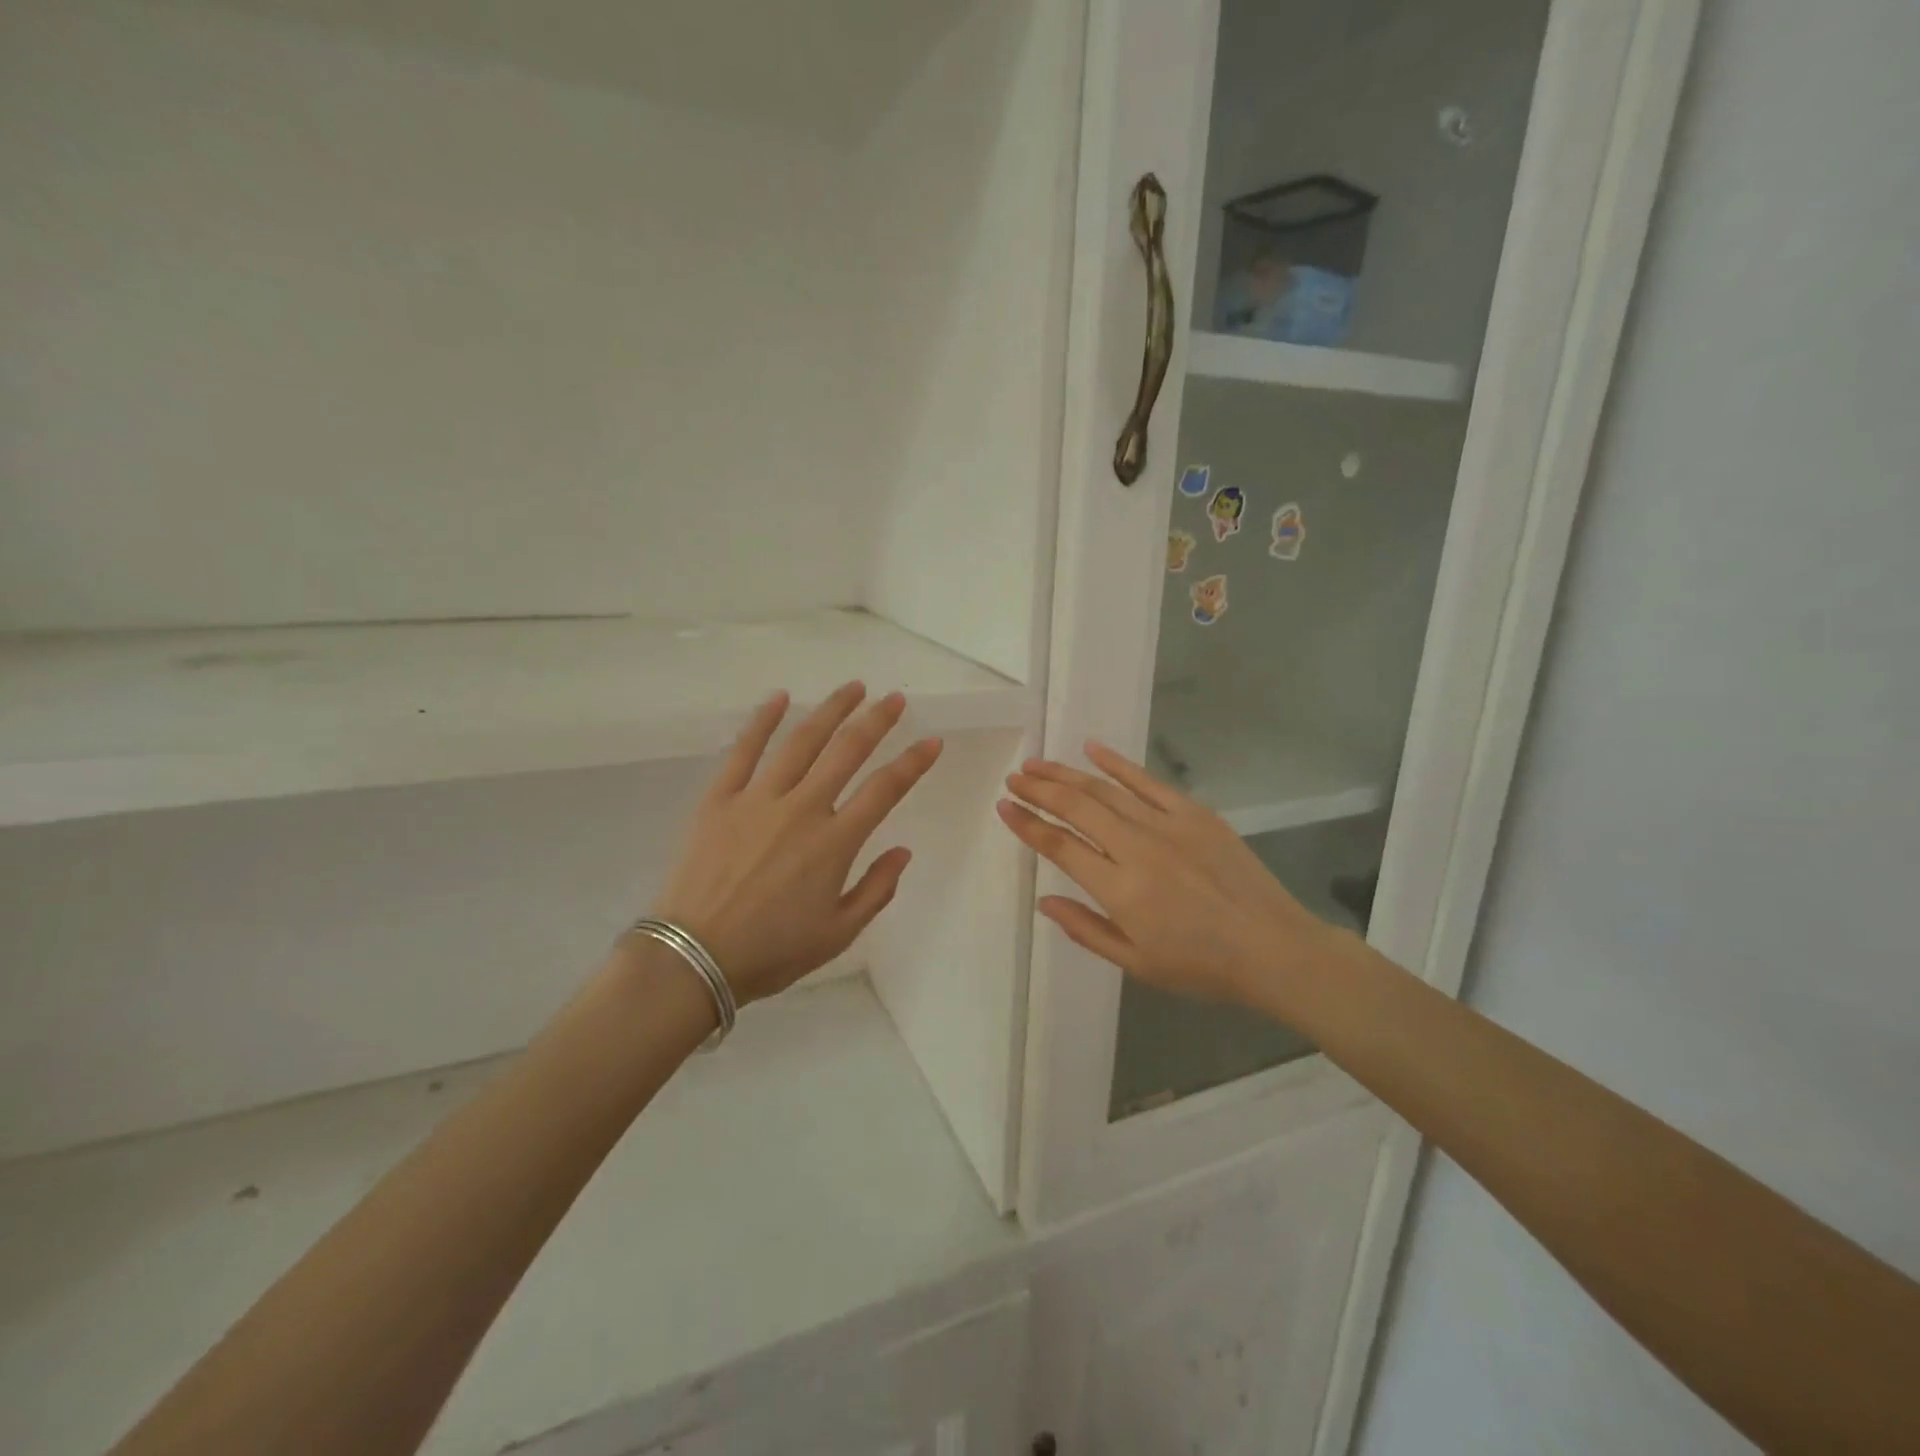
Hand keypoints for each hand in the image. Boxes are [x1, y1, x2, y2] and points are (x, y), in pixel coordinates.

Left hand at [651, 683, 941, 1004]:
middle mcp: (802, 809)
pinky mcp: (720, 799)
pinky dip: (763, 720)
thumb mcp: (838, 934)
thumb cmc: (772, 951)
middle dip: (877, 720)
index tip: (933, 742)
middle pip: (847, 751)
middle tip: (895, 699)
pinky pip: (744, 750)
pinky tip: (780, 697)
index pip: (885, 790)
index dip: (913, 763)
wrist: (693, 958)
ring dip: (831, 710)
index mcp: (834, 843)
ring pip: (801, 741)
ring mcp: (758, 799)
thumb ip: (876, 890)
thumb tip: (903, 851)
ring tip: (853, 688)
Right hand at [997, 742, 1362, 1019]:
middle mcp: (1136, 848)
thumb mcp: (1136, 962)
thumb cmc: (1201, 965)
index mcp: (1120, 889)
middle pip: (1076, 808)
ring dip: (1067, 774)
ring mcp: (1167, 825)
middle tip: (1014, 779)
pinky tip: (1092, 749)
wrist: (1272, 948)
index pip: (1060, 846)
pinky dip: (1118, 764)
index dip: (1028, 824)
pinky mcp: (1194, 813)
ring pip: (1105, 790)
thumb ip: (1085, 929)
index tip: (1005, 807)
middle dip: (1039, 790)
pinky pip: (1147, 781)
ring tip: (1038, 764)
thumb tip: (1044, 901)